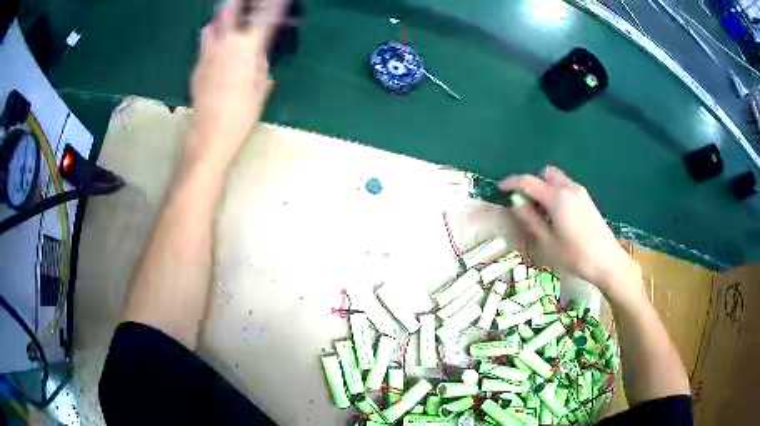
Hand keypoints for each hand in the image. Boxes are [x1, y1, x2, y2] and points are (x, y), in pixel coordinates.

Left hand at [187, 0, 286, 168]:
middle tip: (246, 3)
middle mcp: (226, 42)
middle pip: (231, 9)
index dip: (274, 4)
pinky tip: (218, 45)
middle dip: (240, 3)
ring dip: (222, 18)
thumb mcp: (261, 85)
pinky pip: (205, 42)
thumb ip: (261, 61)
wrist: (211, 132)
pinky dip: (213, 37)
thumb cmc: (243, 112)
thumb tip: (259, 50)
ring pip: (213, 23)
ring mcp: (208, 52)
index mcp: (248, 46)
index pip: (265, 15)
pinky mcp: (197, 64)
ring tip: (229, 21)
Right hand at [500, 166, 641, 296]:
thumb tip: (516, 203)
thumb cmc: (575, 255)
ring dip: (545, 188)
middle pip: (546, 174)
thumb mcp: (547, 242)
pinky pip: (567, 188)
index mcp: (557, 197)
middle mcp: (569, 188)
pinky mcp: (588, 200)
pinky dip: (556, 194)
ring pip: (557, 180)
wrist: (607, 261)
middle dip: (533, 183)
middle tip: (527, 203)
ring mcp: (581, 193)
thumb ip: (530, 219)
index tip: (500, 189)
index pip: (528, 181)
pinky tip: (557, 216)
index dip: (512, 183)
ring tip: (542, 213)